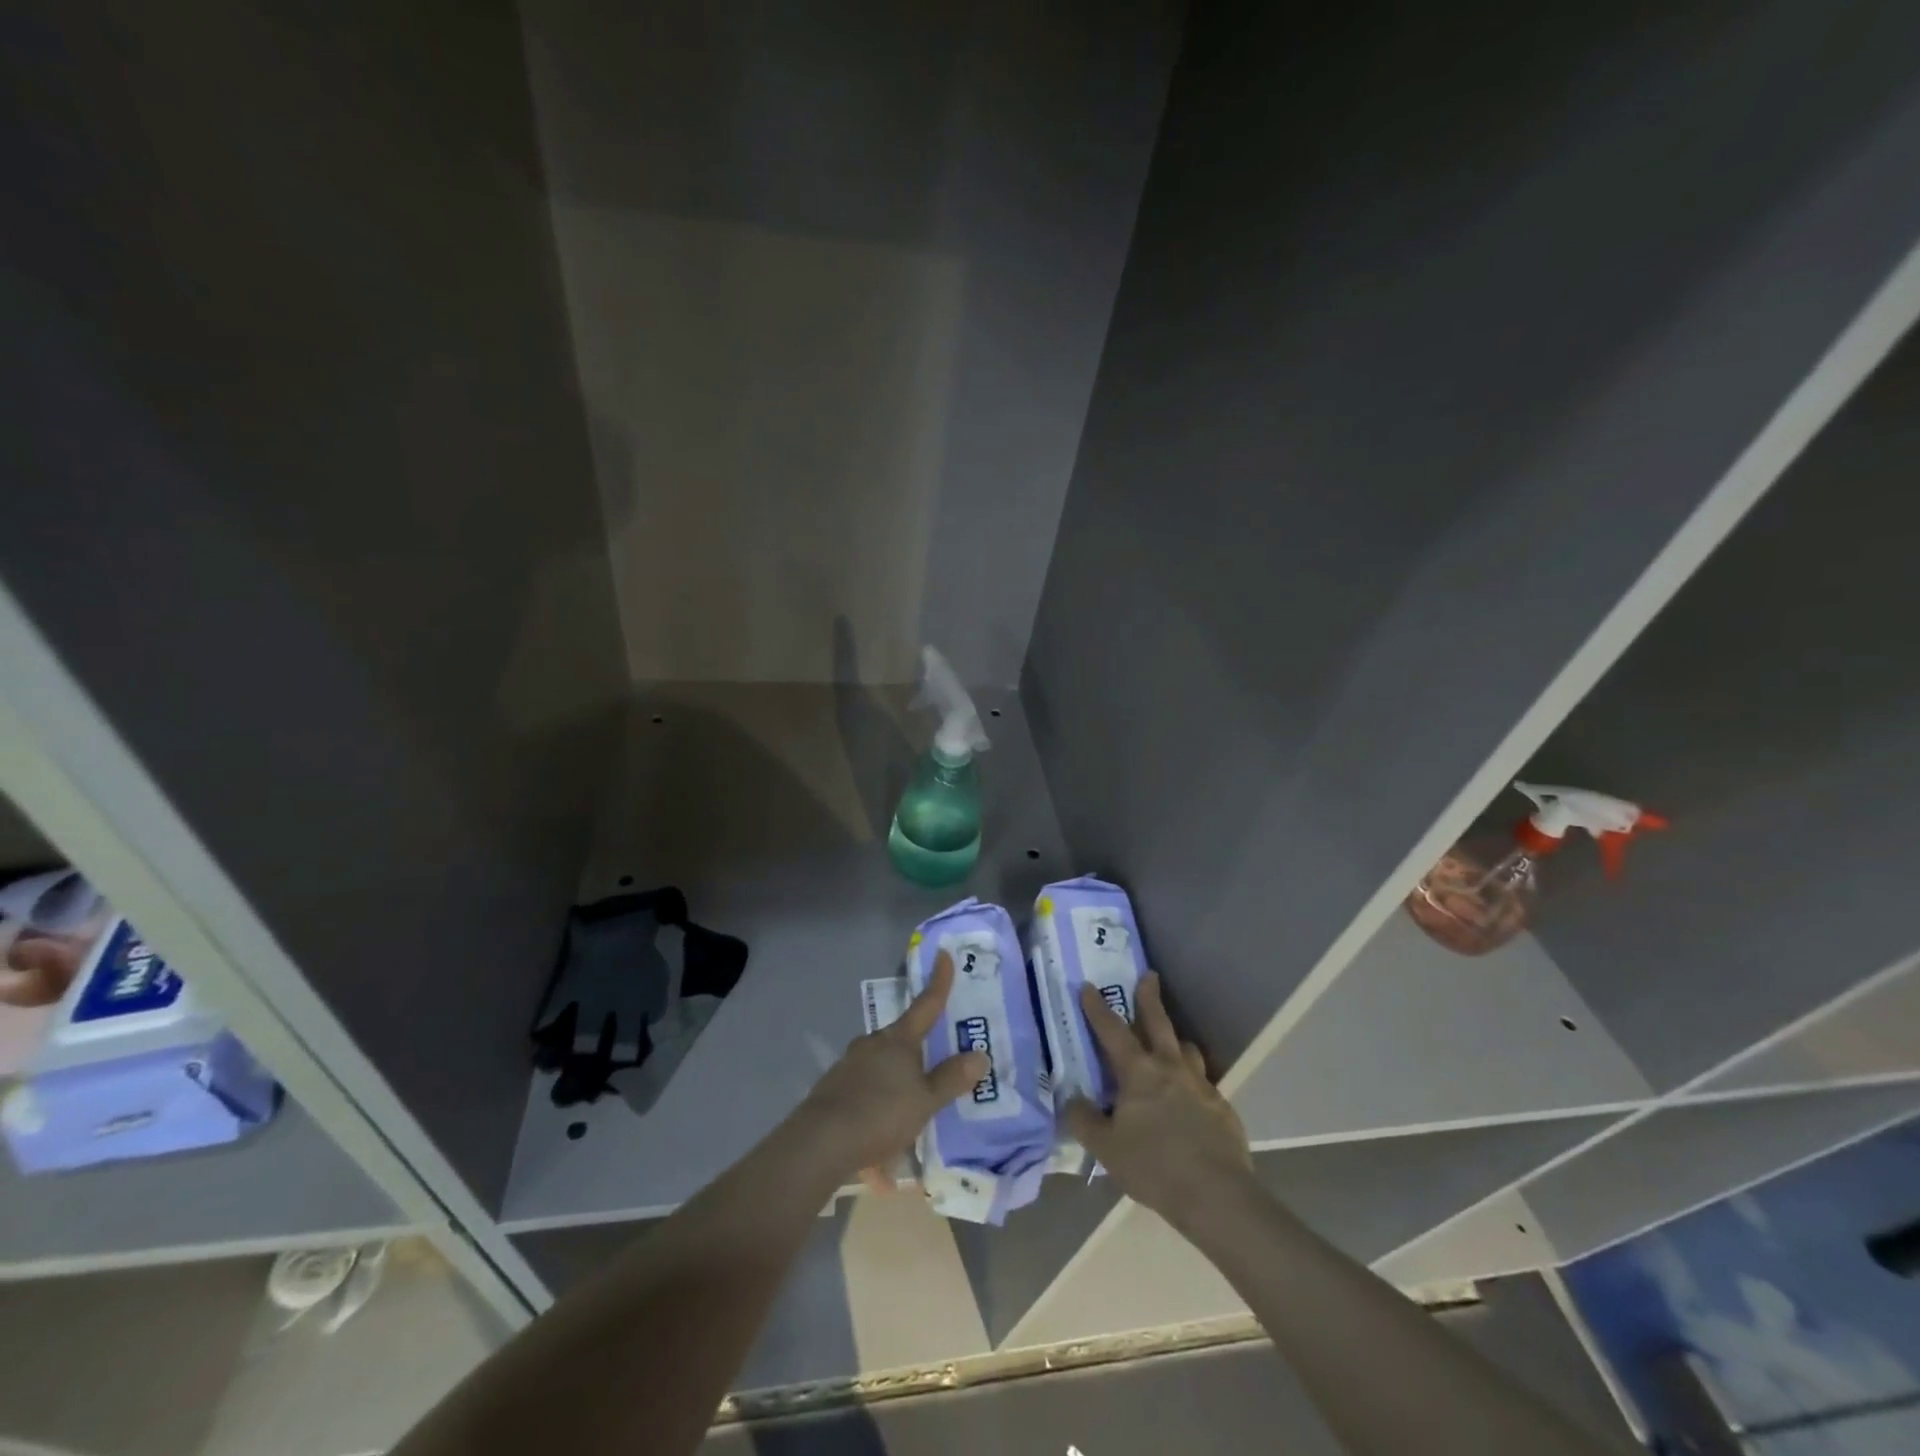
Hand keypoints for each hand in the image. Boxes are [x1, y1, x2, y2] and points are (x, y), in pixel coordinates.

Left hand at [790, 950, 986, 1188]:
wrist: (820, 1142)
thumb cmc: (880, 1113)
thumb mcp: (925, 1101)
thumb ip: (951, 1079)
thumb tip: (980, 1055)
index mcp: (898, 1039)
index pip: (926, 1003)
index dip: (939, 980)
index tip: (943, 953)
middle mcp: (872, 1043)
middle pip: (902, 1035)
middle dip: (918, 1042)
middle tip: (936, 1054)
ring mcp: (849, 1064)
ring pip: (881, 1060)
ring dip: (897, 1072)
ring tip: (911, 1097)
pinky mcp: (835, 1087)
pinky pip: (866, 1084)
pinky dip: (878, 1095)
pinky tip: (884, 1120)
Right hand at [1065, 972, 1251, 1225]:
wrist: (1216, 1195)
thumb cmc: (1153, 1166)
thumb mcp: (1106, 1148)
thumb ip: (1084, 1121)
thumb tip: (1071, 1099)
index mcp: (1138, 1072)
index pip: (1112, 1030)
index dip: (1097, 1008)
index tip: (1088, 986)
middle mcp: (1171, 1068)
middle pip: (1158, 1023)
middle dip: (1150, 998)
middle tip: (1149, 976)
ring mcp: (1201, 1086)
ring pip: (1187, 1050)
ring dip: (1176, 1041)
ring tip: (1172, 1044)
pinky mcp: (1223, 1108)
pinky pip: (1204, 1084)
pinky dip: (1194, 1083)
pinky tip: (1191, 1100)